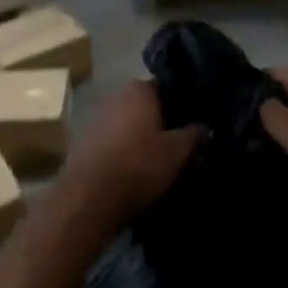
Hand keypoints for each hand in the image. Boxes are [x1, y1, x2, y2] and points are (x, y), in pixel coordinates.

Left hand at [58, 80, 202, 226]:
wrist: (89, 199)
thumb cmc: (139, 165)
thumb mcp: (178, 151)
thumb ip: (194, 134)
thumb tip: (205, 126)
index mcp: (138, 89)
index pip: (167, 88)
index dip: (183, 104)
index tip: (196, 121)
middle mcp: (114, 96)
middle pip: (146, 106)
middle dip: (162, 122)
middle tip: (182, 142)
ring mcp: (95, 119)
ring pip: (129, 125)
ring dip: (142, 138)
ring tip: (161, 160)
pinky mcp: (83, 144)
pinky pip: (113, 142)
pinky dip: (125, 151)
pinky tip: (136, 170)